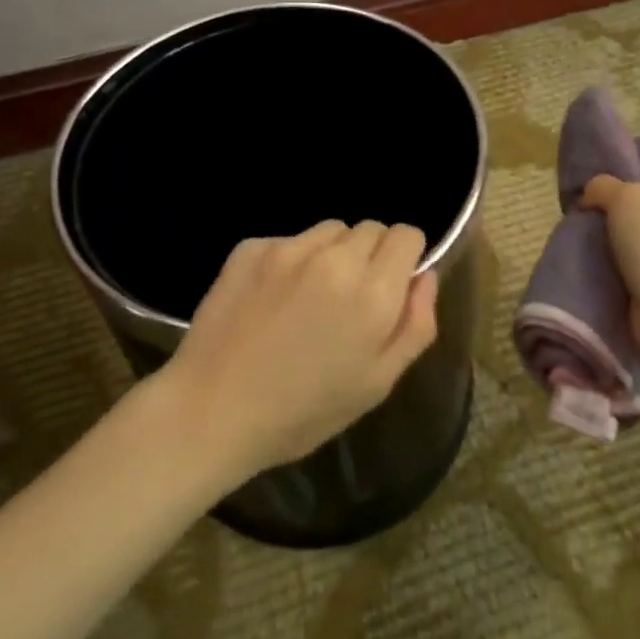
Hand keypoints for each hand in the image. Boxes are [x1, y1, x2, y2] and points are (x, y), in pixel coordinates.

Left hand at [161, 220, 439, 482]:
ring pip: (329, 230)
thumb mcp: (377, 384)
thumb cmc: (304, 410)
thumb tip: (425, 276)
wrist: (213, 409)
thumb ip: (414, 324)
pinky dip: (291, 260)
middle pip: (370, 228)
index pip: (407, 234)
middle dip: (370, 255)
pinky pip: (289, 240)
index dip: (405, 256)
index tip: (392, 283)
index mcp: (372, 292)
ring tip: (310, 297)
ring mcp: (289, 248)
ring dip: (332, 253)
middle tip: (348, 299)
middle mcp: (334, 258)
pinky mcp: (252, 247)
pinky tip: (273, 299)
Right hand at [580, 167, 639, 372]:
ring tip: (596, 243)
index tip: (608, 182)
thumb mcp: (624, 198)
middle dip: (629, 210)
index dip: (639, 171)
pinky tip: (608, 269)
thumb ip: (604, 186)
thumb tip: (591, 196)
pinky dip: (634, 270)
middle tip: (596, 213)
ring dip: (629, 242)